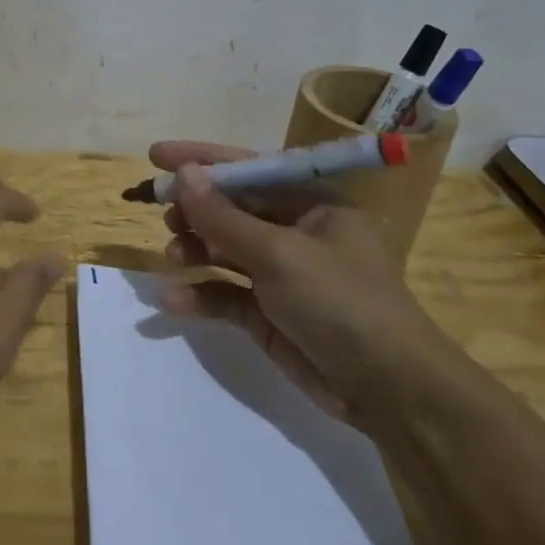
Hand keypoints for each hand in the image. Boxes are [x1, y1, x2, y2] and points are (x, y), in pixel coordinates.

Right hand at [149, 140, 451, 430]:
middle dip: (195, 209)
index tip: (156, 155)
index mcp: (312, 205)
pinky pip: (226, 295)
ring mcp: (281, 275)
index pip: (250, 169)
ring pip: (226, 251)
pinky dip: (200, 294)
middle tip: (161, 211)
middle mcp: (296, 233)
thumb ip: (225, 218)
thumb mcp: (280, 254)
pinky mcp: (268, 315)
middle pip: (233, 209)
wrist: (388, 389)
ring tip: (173, 255)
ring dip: (196, 249)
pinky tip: (172, 299)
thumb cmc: (341, 302)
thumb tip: (184, 174)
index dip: (202, 160)